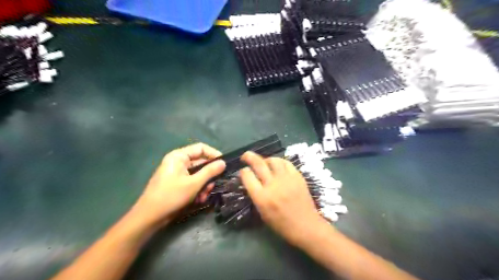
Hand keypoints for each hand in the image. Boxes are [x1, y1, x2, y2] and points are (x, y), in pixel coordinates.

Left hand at [132, 144, 225, 226]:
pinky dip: (197, 190)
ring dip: (204, 186)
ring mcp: (178, 173)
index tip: (224, 164)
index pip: (201, 148)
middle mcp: (178, 162)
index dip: (214, 154)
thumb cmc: (171, 196)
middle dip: (208, 176)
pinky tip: (198, 200)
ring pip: (198, 175)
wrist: (150, 217)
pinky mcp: (178, 184)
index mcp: (179, 156)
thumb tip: (223, 163)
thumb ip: (210, 171)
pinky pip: (193, 182)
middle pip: (201, 163)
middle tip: (212, 187)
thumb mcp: (194, 184)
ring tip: (203, 197)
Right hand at [240, 152, 329, 245]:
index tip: (243, 172)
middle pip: (258, 163)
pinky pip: (286, 163)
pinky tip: (278, 165)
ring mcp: (286, 179)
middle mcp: (273, 185)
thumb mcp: (262, 213)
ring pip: (273, 160)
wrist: (306, 226)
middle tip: (245, 156)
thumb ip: (256, 195)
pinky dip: (279, 162)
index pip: (247, 176)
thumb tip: (251, 181)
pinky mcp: (297, 176)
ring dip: (266, 159)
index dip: (243, 172)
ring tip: (264, 162)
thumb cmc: (282, 224)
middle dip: (249, 157)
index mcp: (262, 197)